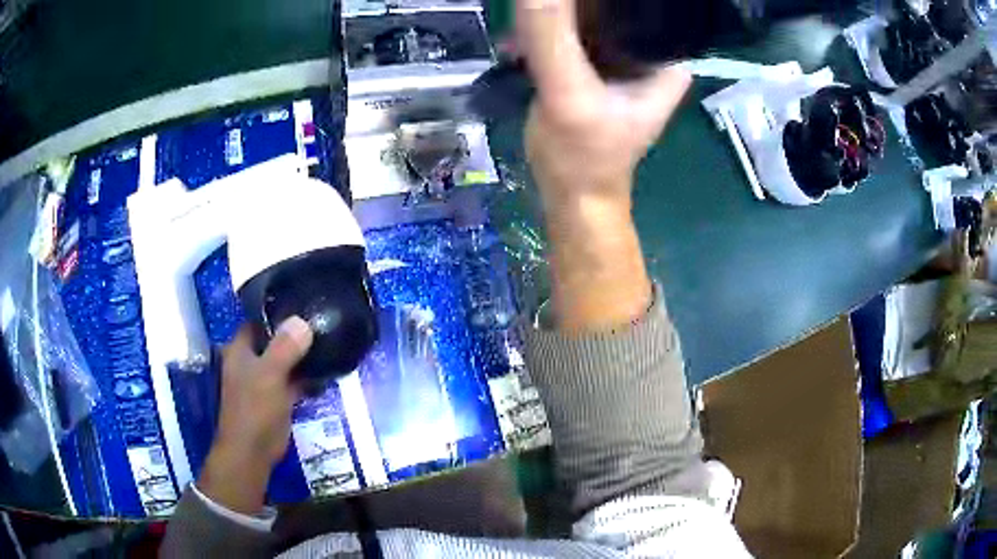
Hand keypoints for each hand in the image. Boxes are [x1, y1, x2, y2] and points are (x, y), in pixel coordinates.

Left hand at [198, 317, 312, 514]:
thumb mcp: (270, 374)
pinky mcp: (276, 398)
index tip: (303, 304)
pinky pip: (293, 380)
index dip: (277, 312)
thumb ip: (285, 347)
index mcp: (240, 349)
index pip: (258, 321)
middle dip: (294, 334)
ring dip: (302, 355)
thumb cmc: (255, 409)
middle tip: (322, 322)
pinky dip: (306, 376)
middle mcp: (250, 361)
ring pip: (284, 360)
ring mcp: (263, 380)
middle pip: (273, 340)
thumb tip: (302, 320)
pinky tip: (327, 370)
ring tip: (329, 341)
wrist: (252, 452)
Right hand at [518, 0, 690, 205]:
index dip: (594, 2)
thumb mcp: (567, 93)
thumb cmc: (582, 156)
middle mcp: (650, 53)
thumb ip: (549, 35)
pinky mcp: (596, 68)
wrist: (573, 197)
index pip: (634, 5)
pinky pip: (569, 35)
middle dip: (565, 9)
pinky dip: (543, 35)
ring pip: (585, 18)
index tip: (559, 3)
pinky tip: (519, 46)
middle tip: (533, 17)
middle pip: (607, 8)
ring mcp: (623, 60)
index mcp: (665, 58)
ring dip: (549, 20)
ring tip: (522, 37)